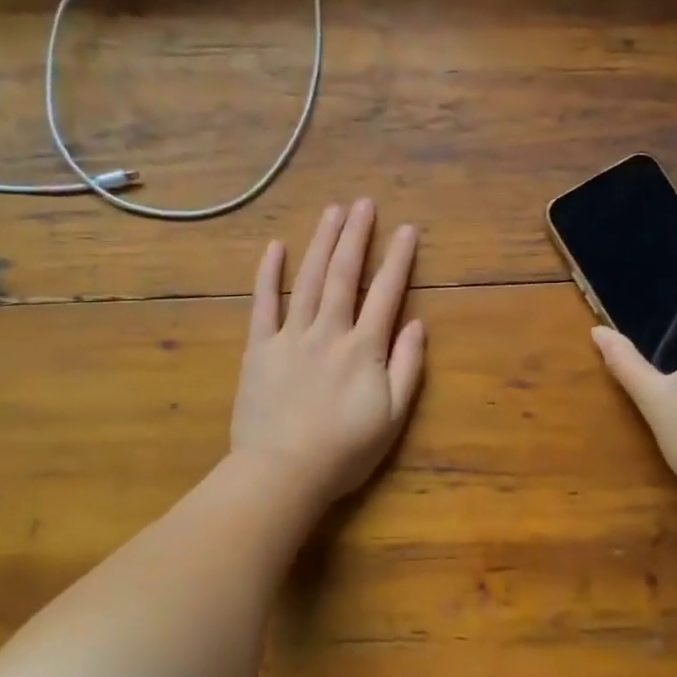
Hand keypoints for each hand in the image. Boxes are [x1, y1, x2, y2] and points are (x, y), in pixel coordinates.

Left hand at [230, 200, 425, 504]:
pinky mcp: (259, 348)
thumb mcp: (391, 417)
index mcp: (363, 348)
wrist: (282, 473)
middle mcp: (328, 331)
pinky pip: (263, 304)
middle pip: (343, 274)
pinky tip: (275, 246)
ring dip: (321, 243)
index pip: (385, 293)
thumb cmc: (343, 451)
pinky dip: (268, 274)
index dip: (397, 259)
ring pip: (308, 280)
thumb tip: (416, 323)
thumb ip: (406, 367)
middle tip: (364, 203)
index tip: (406, 229)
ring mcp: (290, 336)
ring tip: (332, 211)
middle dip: (356, 236)